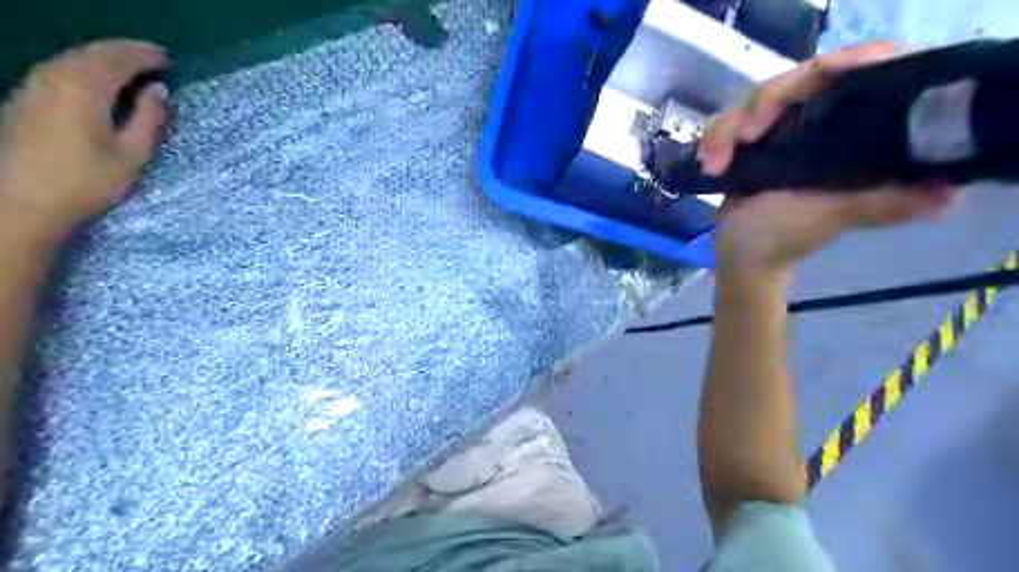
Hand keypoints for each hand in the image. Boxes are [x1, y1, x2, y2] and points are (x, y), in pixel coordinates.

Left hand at [1, 40, 167, 240]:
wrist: (22, 200)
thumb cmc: (87, 181)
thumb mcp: (132, 154)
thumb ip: (148, 119)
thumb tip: (158, 91)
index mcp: (84, 88)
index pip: (118, 58)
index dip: (145, 56)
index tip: (169, 60)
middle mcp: (54, 77)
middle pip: (92, 52)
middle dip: (125, 51)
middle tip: (153, 59)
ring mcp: (34, 85)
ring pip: (73, 57)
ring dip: (104, 57)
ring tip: (130, 68)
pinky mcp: (25, 98)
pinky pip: (60, 68)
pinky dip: (86, 67)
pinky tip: (98, 81)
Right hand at [696, 40, 960, 271]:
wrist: (739, 255)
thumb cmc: (783, 238)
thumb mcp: (830, 217)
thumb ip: (879, 203)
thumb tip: (945, 193)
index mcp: (851, 135)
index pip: (854, 74)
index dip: (828, 71)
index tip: (794, 96)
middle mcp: (821, 124)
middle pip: (793, 83)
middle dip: (759, 107)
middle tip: (741, 140)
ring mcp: (783, 131)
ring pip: (753, 103)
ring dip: (726, 130)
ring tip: (714, 164)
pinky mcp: (751, 142)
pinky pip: (728, 122)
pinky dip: (713, 140)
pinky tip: (708, 164)